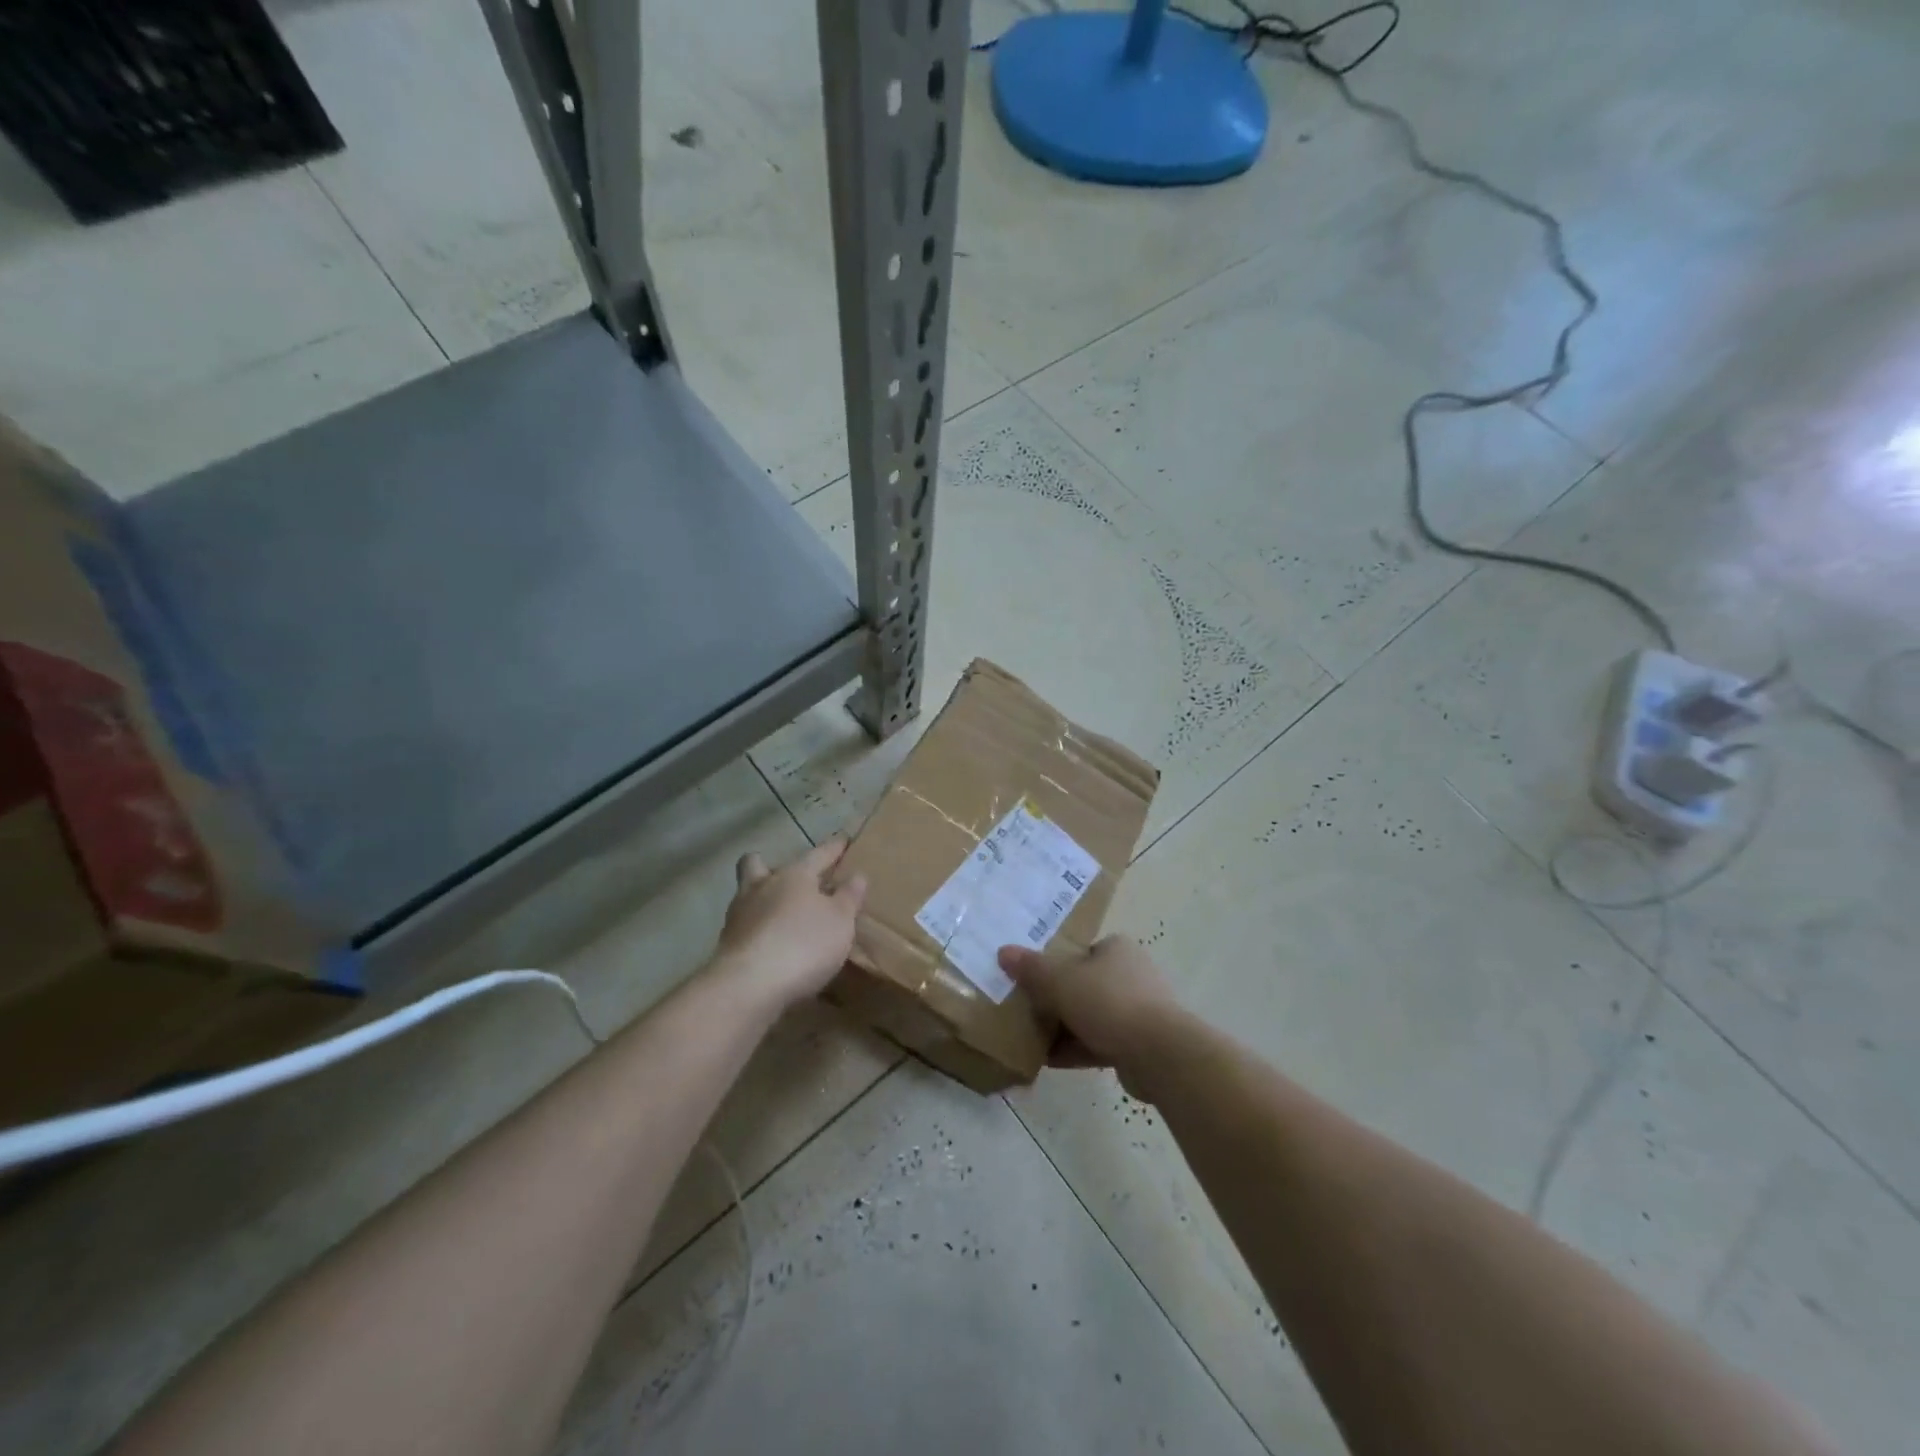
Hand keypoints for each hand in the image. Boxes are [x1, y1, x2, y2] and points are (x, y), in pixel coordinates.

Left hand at [711, 838, 866, 1008]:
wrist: (749, 986)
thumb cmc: (804, 943)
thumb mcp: (841, 921)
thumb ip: (849, 897)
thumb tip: (857, 875)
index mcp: (793, 875)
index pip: (818, 854)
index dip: (833, 848)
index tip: (842, 840)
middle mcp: (761, 887)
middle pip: (757, 864)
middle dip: (771, 867)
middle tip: (789, 880)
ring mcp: (738, 916)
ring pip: (746, 895)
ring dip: (761, 901)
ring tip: (780, 917)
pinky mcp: (726, 945)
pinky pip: (744, 928)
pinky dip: (757, 931)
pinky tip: (771, 947)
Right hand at [997, 936, 1176, 1087]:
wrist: (1159, 1054)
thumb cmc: (1109, 1003)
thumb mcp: (1061, 981)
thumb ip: (1031, 969)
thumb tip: (1003, 951)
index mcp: (1116, 949)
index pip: (1079, 951)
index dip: (1053, 965)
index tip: (1030, 981)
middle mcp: (1131, 974)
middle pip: (1083, 984)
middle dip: (1055, 1000)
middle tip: (1025, 1011)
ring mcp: (1138, 1011)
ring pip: (1090, 1016)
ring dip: (1064, 1028)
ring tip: (1030, 1039)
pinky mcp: (1139, 1044)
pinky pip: (1100, 1043)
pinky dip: (1076, 1050)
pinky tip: (1047, 1061)